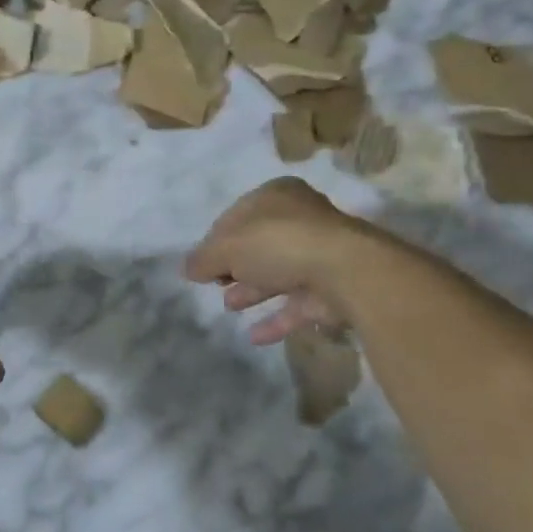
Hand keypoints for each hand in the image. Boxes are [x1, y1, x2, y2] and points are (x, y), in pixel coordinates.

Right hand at [185, 178, 370, 343]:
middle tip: (216, 284)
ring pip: (278, 272)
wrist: (345, 271)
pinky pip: (297, 303)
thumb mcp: (226, 247)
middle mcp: (301, 219)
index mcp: (276, 196)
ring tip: (229, 306)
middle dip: (234, 266)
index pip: (236, 216)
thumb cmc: (278, 243)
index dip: (214, 240)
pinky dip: (276, 318)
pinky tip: (253, 336)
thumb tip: (187, 269)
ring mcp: (320, 254)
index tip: (201, 264)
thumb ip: (202, 258)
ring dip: (252, 290)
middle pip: (258, 244)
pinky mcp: (333, 288)